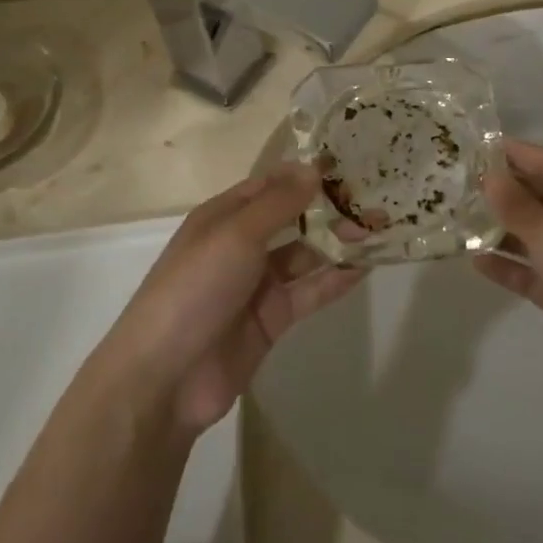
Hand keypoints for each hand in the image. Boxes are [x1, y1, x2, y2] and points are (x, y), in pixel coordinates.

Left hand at [100, 165, 364, 436]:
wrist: (166, 376)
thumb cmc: (195, 288)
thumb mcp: (235, 235)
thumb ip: (278, 203)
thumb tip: (314, 169)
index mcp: (223, 217)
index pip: (269, 186)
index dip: (304, 175)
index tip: (347, 165)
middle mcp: (240, 245)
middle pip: (290, 220)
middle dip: (327, 210)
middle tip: (373, 201)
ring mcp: (256, 285)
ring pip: (303, 256)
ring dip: (335, 244)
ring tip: (376, 231)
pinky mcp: (271, 320)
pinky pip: (308, 292)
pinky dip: (334, 280)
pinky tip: (364, 268)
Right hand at [477, 141, 542, 425]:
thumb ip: (519, 206)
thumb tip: (490, 175)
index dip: (517, 153)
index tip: (477, 144)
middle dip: (505, 189)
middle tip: (459, 180)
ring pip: (535, 236)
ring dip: (501, 228)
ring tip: (458, 217)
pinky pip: (532, 274)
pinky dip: (508, 266)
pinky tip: (475, 260)